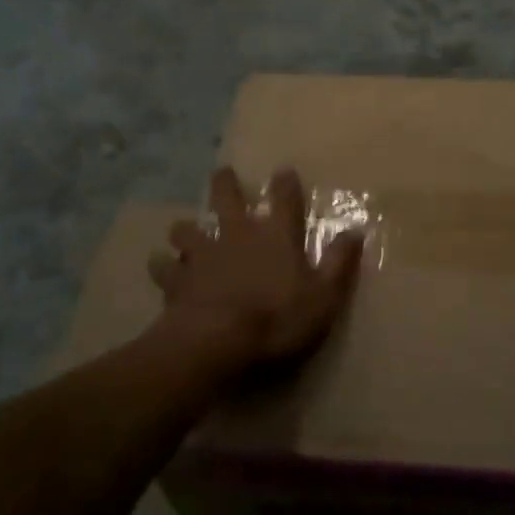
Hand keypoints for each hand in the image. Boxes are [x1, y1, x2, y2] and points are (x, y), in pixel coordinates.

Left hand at [147, 166, 364, 378]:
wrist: (217, 342)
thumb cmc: (277, 320)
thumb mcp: (323, 297)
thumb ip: (339, 263)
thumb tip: (356, 231)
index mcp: (276, 237)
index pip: (285, 200)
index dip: (285, 184)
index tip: (283, 171)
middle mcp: (238, 235)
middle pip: (227, 199)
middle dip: (225, 184)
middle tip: (221, 173)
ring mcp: (203, 256)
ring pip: (188, 230)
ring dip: (186, 229)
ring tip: (183, 229)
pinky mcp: (177, 280)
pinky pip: (164, 268)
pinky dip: (162, 266)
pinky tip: (158, 266)